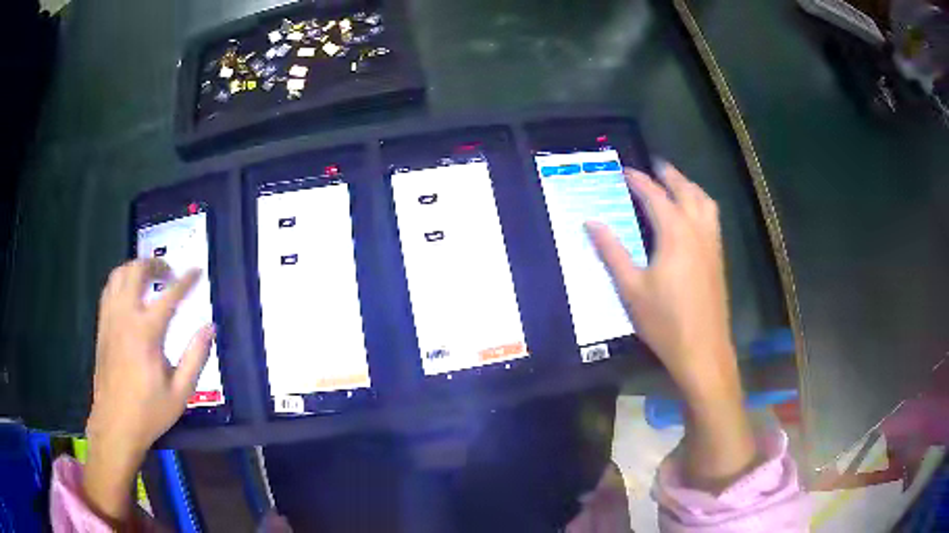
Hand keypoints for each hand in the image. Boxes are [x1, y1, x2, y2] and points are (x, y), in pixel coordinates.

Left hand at [84, 258, 214, 522]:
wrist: (115, 424)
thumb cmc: (149, 412)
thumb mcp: (180, 392)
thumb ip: (195, 357)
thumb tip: (210, 327)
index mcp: (146, 332)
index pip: (170, 295)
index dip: (186, 280)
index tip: (197, 270)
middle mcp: (125, 317)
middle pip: (136, 271)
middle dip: (155, 264)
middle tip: (169, 272)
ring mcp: (110, 319)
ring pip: (119, 274)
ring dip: (135, 268)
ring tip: (149, 278)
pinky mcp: (102, 326)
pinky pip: (109, 290)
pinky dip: (121, 282)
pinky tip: (130, 295)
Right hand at [586, 163, 733, 402]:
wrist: (702, 349)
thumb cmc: (664, 321)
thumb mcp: (631, 288)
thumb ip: (612, 252)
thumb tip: (591, 222)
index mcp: (675, 233)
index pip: (655, 195)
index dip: (638, 180)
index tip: (624, 171)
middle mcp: (697, 230)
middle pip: (685, 190)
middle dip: (669, 174)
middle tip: (654, 165)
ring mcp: (712, 243)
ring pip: (705, 201)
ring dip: (689, 186)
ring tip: (676, 183)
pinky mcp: (718, 257)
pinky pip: (712, 217)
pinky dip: (701, 203)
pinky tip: (693, 215)